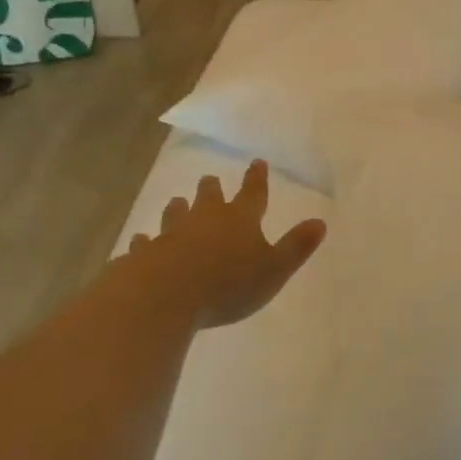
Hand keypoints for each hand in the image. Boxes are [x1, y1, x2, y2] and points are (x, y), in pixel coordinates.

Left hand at [115, 160, 325, 327]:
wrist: (163, 297)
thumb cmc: (227, 284)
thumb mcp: (274, 269)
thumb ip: (297, 247)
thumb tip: (320, 222)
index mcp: (240, 219)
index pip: (253, 193)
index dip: (257, 178)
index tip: (256, 162)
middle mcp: (204, 220)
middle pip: (209, 197)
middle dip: (212, 189)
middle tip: (210, 180)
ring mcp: (171, 235)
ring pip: (175, 215)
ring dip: (178, 209)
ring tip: (176, 202)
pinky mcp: (144, 254)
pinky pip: (145, 244)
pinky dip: (145, 242)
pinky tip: (140, 242)